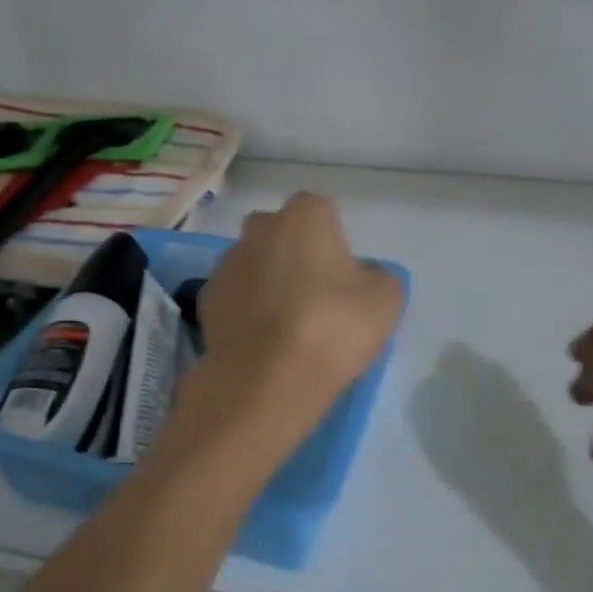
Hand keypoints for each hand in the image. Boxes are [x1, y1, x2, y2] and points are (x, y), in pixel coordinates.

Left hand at [170, 193, 403, 467]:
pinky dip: (246, 311)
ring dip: (267, 283)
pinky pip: (235, 297)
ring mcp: (226, 264)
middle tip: (314, 295)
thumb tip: (361, 276)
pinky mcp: (206, 300)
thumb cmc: (333, 327)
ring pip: (254, 264)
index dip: (333, 243)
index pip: (322, 212)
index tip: (342, 277)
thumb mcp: (385, 300)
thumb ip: (377, 276)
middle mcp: (259, 228)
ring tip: (287, 326)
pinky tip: (262, 341)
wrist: (265, 379)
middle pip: (280, 233)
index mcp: (304, 215)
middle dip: (293, 254)